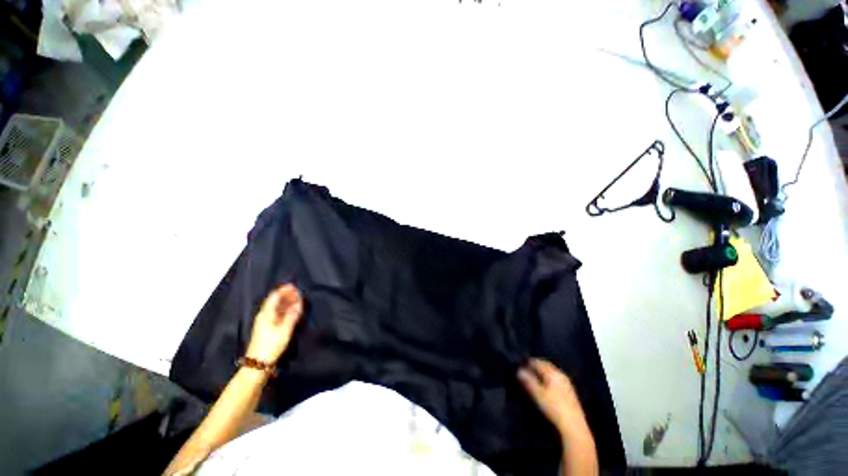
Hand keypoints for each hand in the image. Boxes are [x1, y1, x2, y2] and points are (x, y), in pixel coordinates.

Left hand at [245, 284, 303, 364]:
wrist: (257, 363)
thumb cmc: (271, 345)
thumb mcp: (284, 330)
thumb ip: (292, 316)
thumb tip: (298, 303)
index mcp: (267, 314)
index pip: (275, 296)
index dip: (284, 290)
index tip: (294, 286)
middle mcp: (264, 315)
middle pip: (276, 301)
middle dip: (287, 295)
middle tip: (298, 293)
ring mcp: (265, 322)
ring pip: (277, 307)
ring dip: (286, 302)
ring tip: (297, 300)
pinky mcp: (267, 328)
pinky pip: (277, 314)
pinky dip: (285, 310)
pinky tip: (292, 311)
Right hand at [518, 358, 589, 438]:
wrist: (574, 425)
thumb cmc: (554, 408)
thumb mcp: (538, 394)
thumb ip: (528, 381)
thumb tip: (519, 371)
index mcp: (553, 373)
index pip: (538, 362)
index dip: (528, 362)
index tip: (521, 364)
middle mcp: (560, 374)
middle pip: (546, 365)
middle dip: (536, 365)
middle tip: (527, 367)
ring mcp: (566, 382)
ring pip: (552, 371)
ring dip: (543, 370)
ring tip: (534, 374)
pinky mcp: (570, 390)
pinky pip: (556, 377)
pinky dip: (549, 376)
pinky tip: (546, 383)